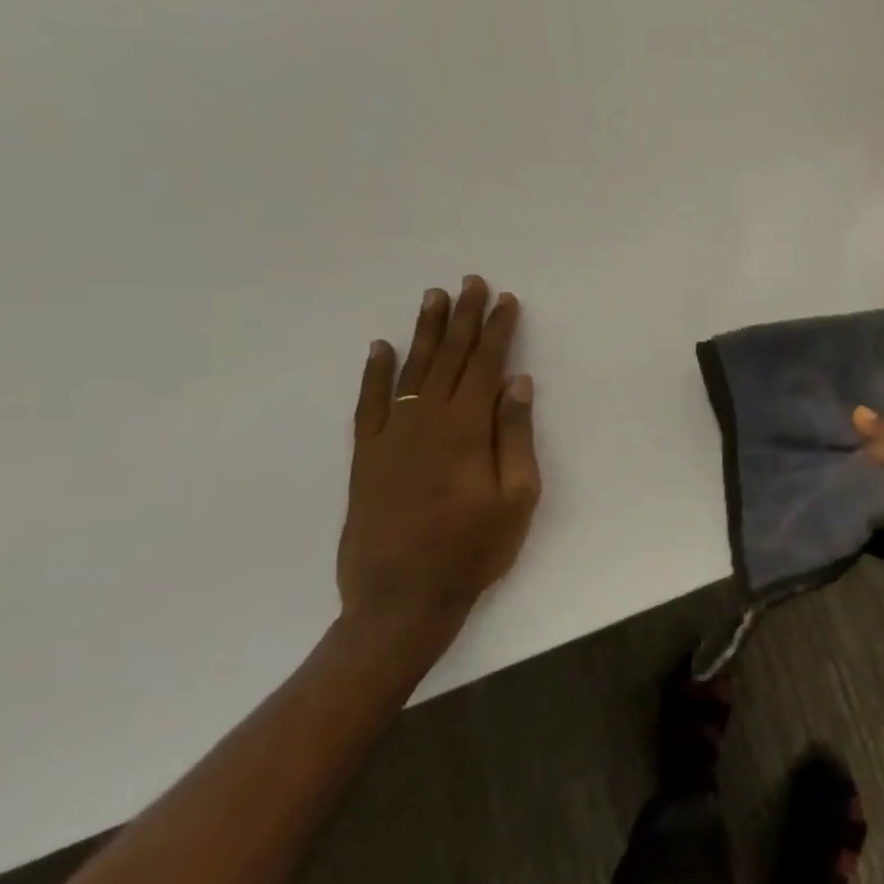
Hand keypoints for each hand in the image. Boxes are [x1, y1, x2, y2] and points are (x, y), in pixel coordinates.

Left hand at [338, 275, 540, 661]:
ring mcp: (390, 436)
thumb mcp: (517, 497)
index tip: (506, 300)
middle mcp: (425, 421)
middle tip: (471, 282)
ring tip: (434, 298)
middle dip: (464, 318)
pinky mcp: (366, 456)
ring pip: (410, 370)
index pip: (486, 365)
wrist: (401, 600)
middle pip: (449, 358)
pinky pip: (369, 402)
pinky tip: (380, 348)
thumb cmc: (473, 550)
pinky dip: (374, 372)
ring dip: (424, 332)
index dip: (498, 330)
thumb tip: (517, 383)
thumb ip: (515, 436)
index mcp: (466, 429)